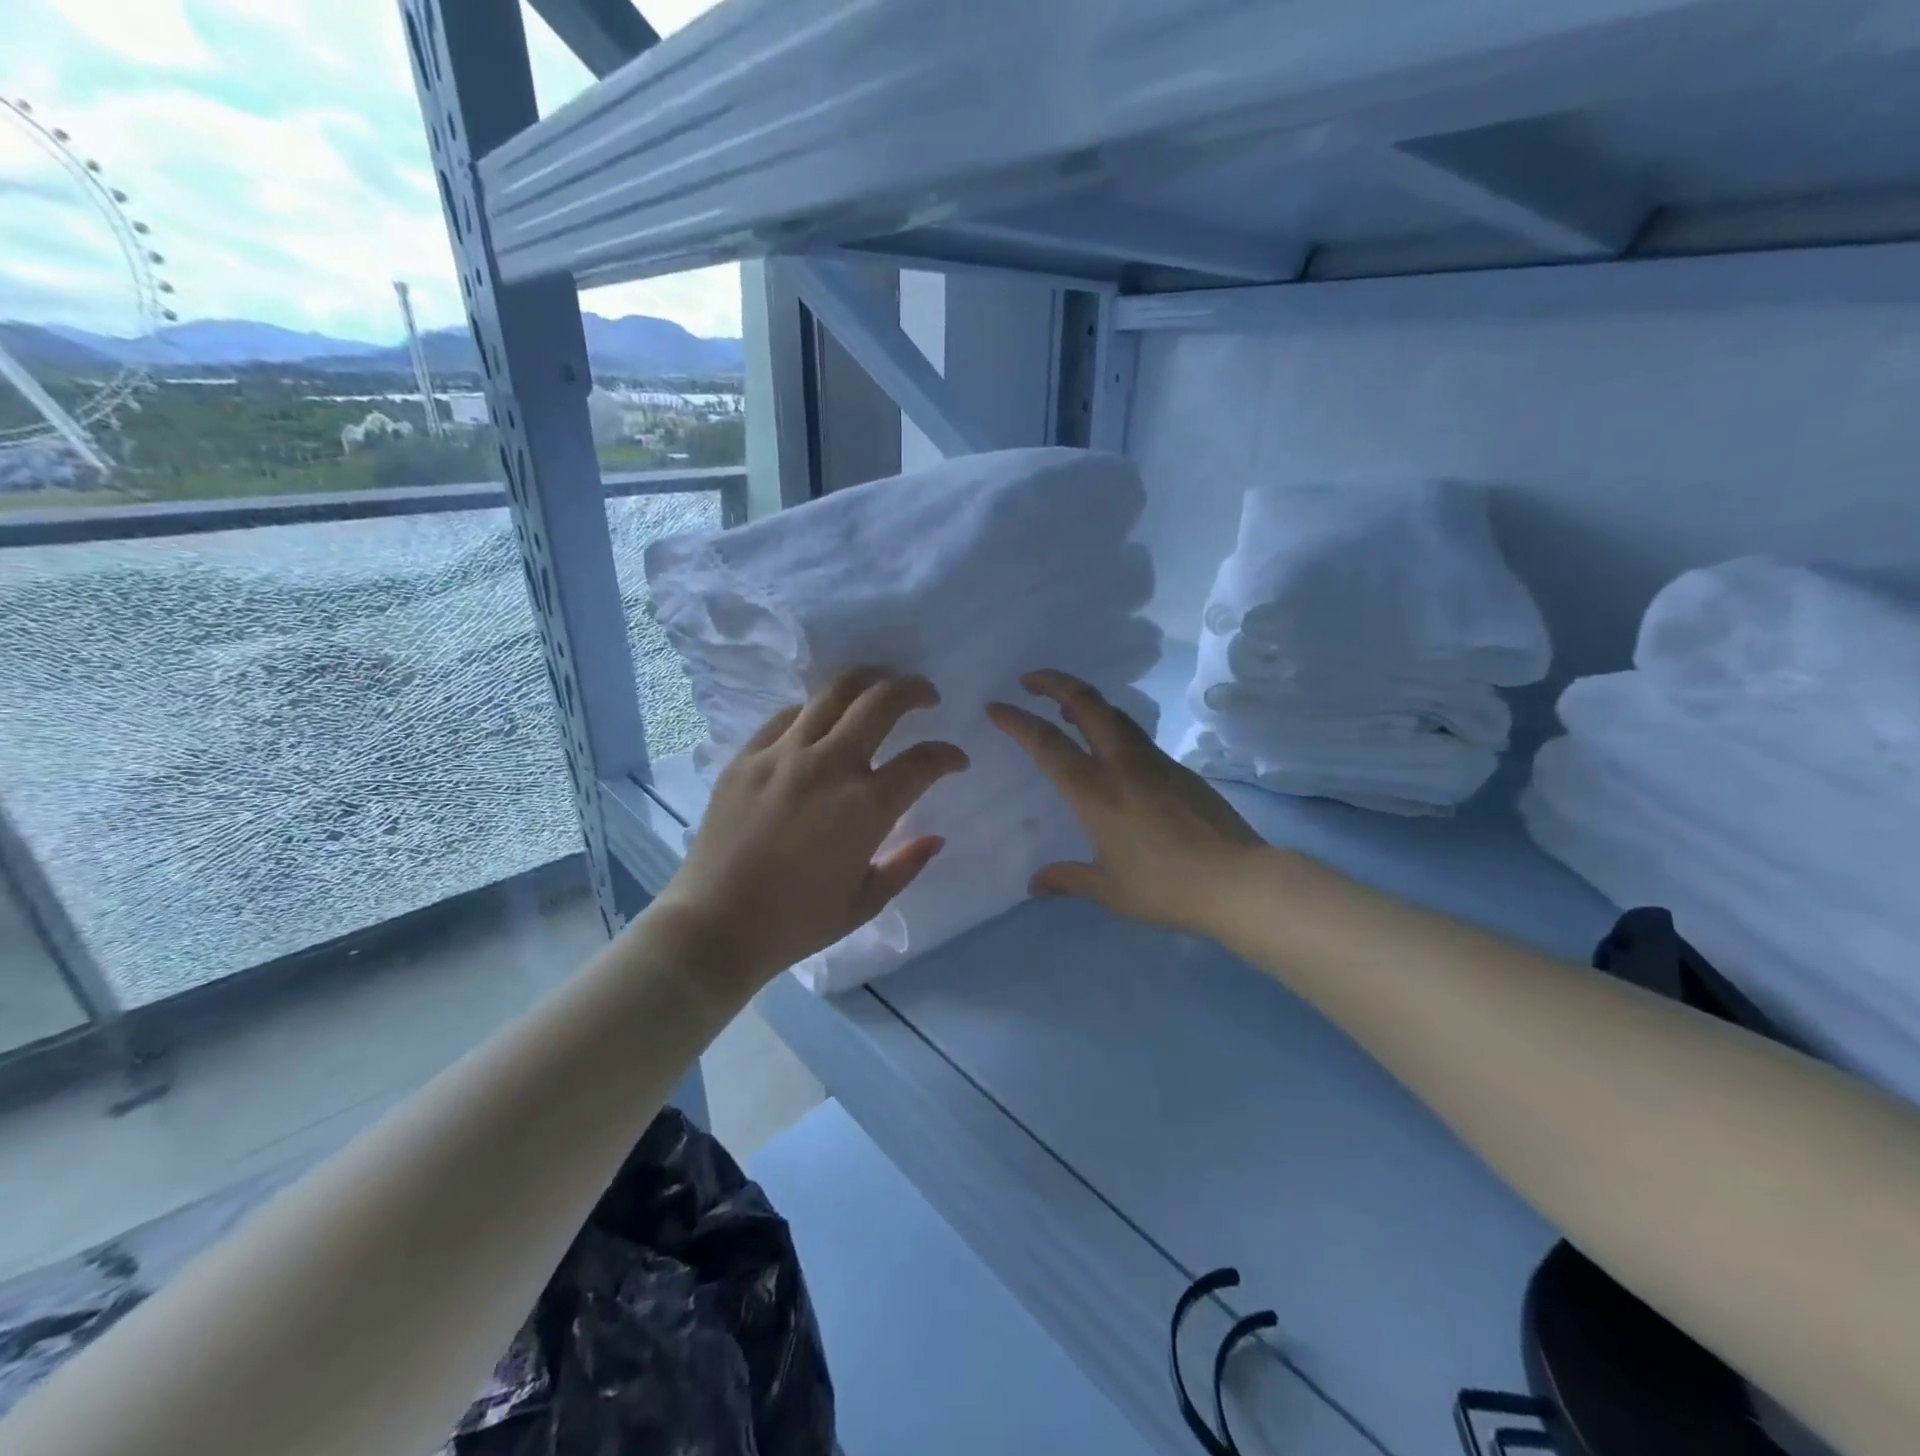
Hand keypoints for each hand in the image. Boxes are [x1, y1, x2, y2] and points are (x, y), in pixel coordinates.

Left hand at [648, 668, 968, 990]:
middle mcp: (829, 766)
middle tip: (927, 697)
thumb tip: (935, 839)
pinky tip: (821, 721)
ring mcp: (783, 755)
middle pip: (882, 702)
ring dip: (868, 680)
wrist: (714, 927)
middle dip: (915, 691)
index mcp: (866, 807)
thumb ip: (906, 865)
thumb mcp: (865, 904)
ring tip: (879, 683)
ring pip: (833, 693)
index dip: (948, 756)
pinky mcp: (747, 757)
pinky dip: (815, 711)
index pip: (923, 761)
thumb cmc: (796, 923)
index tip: (957, 760)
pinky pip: (788, 716)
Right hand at [988, 670, 1262, 937]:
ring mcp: (1154, 761)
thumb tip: (1034, 885)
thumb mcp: (1108, 890)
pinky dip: (1111, 726)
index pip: (1046, 743)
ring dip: (1084, 701)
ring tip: (1064, 708)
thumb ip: (1067, 880)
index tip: (995, 706)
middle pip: (1086, 703)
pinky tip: (1109, 749)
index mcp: (1095, 790)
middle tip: (1029, 680)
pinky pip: (1135, 735)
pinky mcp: (1179, 768)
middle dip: (1054, 682)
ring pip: (1114, 714)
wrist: (1237, 880)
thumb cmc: (1164, 887)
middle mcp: (1122, 763)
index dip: (1016, 720)